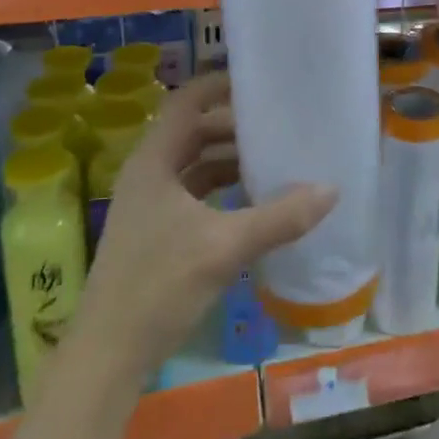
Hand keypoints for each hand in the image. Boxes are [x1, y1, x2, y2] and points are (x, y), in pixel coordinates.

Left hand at [73, 73, 334, 380]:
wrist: (108, 356)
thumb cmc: (158, 286)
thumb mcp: (224, 247)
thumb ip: (279, 217)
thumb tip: (331, 189)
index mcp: (154, 161)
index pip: (187, 101)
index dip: (221, 85)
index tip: (262, 82)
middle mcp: (149, 173)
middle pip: (195, 131)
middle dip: (235, 125)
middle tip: (280, 122)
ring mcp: (151, 204)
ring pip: (196, 164)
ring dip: (231, 159)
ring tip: (275, 158)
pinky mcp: (157, 232)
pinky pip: (196, 194)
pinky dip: (223, 189)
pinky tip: (254, 201)